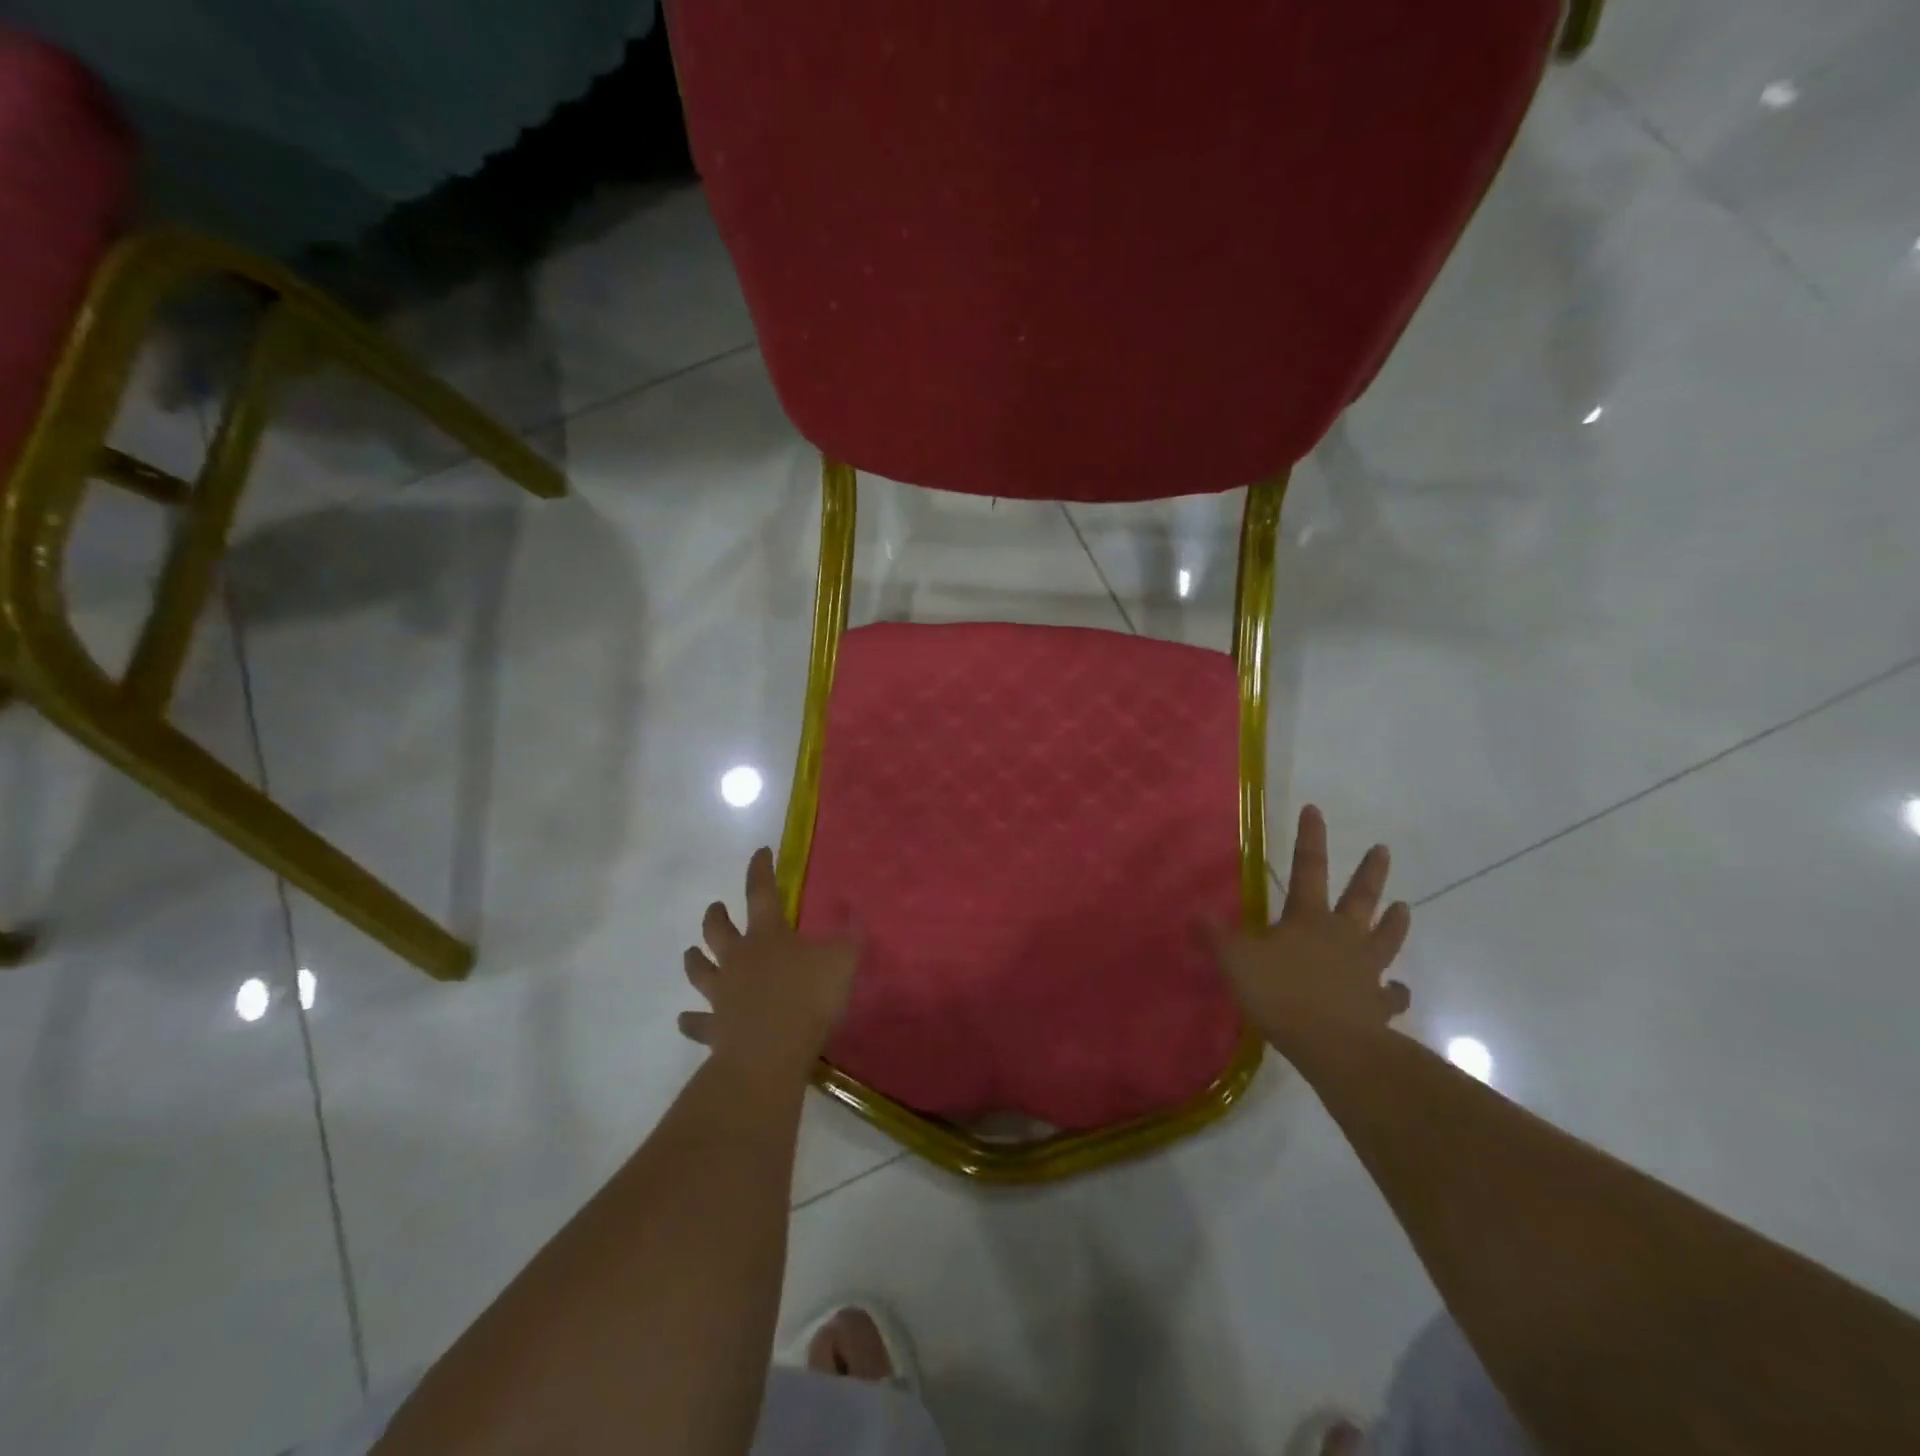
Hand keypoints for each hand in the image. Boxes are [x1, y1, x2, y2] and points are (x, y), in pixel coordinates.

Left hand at [679, 847, 857, 1079]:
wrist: (769, 1052)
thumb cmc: (807, 998)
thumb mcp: (842, 960)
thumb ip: (849, 935)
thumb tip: (853, 910)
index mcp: (768, 936)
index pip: (761, 893)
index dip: (760, 870)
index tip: (760, 852)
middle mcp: (739, 958)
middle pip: (718, 930)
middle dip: (717, 915)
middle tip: (716, 907)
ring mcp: (721, 993)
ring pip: (700, 970)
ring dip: (694, 960)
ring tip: (691, 952)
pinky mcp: (714, 1028)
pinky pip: (697, 1022)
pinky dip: (690, 1020)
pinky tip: (684, 1019)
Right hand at [1205, 806, 1412, 1050]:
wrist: (1332, 1045)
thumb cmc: (1280, 993)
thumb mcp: (1235, 959)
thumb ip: (1216, 935)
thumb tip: (1196, 911)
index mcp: (1308, 918)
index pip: (1308, 868)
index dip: (1310, 838)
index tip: (1315, 810)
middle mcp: (1343, 936)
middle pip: (1360, 898)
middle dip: (1370, 872)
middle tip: (1383, 850)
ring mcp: (1366, 970)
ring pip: (1385, 939)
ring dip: (1394, 922)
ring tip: (1404, 907)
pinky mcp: (1378, 1005)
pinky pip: (1391, 994)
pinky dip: (1394, 991)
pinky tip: (1396, 990)